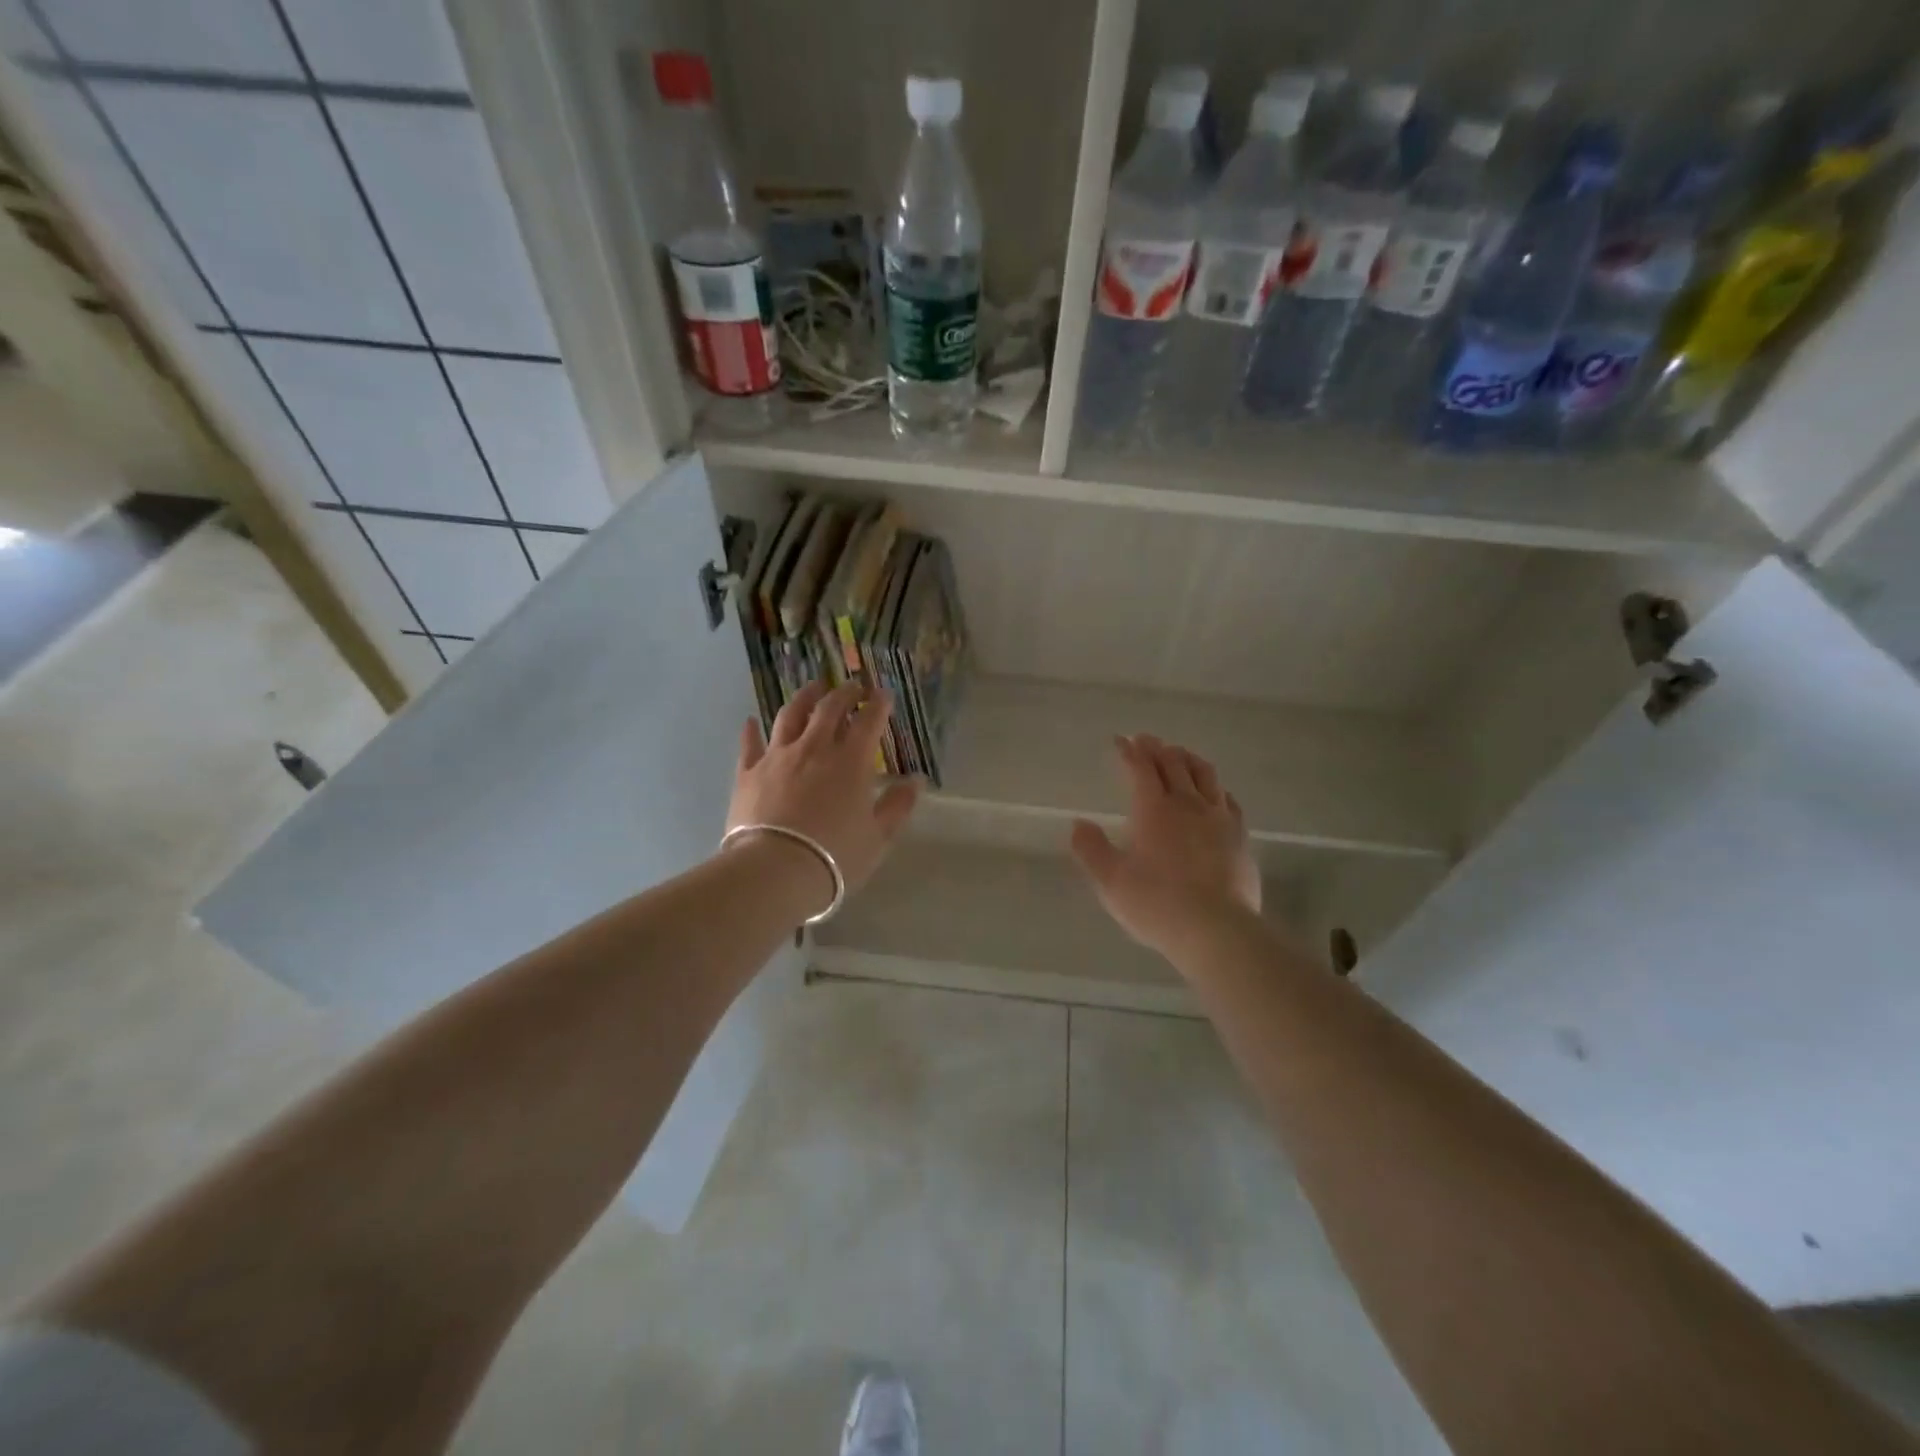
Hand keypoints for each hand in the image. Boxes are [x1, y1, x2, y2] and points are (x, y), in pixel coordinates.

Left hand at [726, 682, 920, 911]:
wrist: (775, 871)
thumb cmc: (835, 856)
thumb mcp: (878, 837)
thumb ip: (898, 805)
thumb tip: (916, 780)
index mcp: (851, 761)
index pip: (869, 721)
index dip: (879, 704)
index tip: (884, 694)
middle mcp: (814, 748)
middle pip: (830, 708)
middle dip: (845, 692)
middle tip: (852, 687)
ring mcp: (778, 756)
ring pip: (790, 715)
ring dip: (804, 698)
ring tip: (812, 688)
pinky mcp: (748, 772)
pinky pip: (750, 744)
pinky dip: (752, 730)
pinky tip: (751, 721)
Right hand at [1070, 734, 1260, 961]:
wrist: (1217, 930)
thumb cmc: (1157, 904)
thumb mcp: (1110, 881)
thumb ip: (1091, 849)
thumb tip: (1078, 824)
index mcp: (1153, 810)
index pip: (1140, 768)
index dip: (1128, 751)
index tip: (1119, 741)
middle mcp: (1187, 804)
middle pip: (1173, 763)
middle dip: (1156, 748)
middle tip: (1145, 740)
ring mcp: (1218, 818)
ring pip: (1204, 774)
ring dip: (1187, 758)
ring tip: (1178, 754)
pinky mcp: (1240, 836)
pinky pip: (1227, 799)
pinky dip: (1214, 787)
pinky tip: (1213, 792)